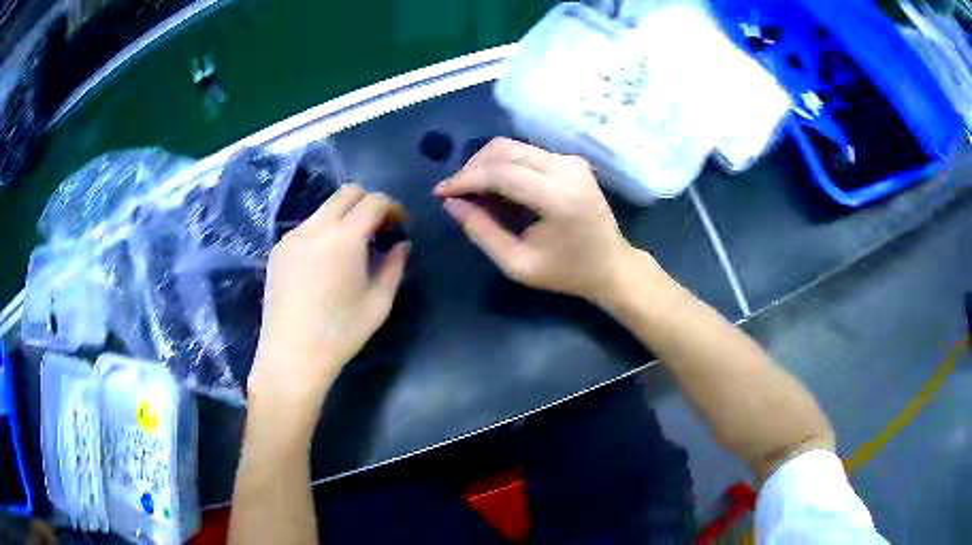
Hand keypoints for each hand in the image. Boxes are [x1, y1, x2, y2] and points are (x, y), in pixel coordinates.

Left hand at [249, 184, 408, 419]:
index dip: (392, 207)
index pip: (373, 200)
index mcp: (344, 238)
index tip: (399, 226)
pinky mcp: (278, 249)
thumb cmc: (341, 333)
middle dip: (368, 203)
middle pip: (346, 193)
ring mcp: (292, 236)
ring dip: (345, 216)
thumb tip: (401, 244)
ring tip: (352, 248)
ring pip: (325, 208)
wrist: (292, 355)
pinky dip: (324, 231)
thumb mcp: (379, 302)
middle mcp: (315, 227)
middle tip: (378, 230)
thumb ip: (395, 266)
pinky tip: (326, 261)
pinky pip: (307, 226)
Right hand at [435, 138, 647, 304]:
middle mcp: (566, 168)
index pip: (500, 172)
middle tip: (455, 194)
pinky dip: (504, 165)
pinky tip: (496, 189)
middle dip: (472, 168)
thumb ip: (481, 231)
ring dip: (486, 164)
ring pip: (513, 146)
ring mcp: (571, 160)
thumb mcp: (518, 264)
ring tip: (472, 192)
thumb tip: (450, 203)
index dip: (465, 179)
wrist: (612, 265)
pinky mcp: (571, 160)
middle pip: (504, 149)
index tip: (440, 193)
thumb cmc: (566, 272)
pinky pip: (526, 153)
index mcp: (558, 197)